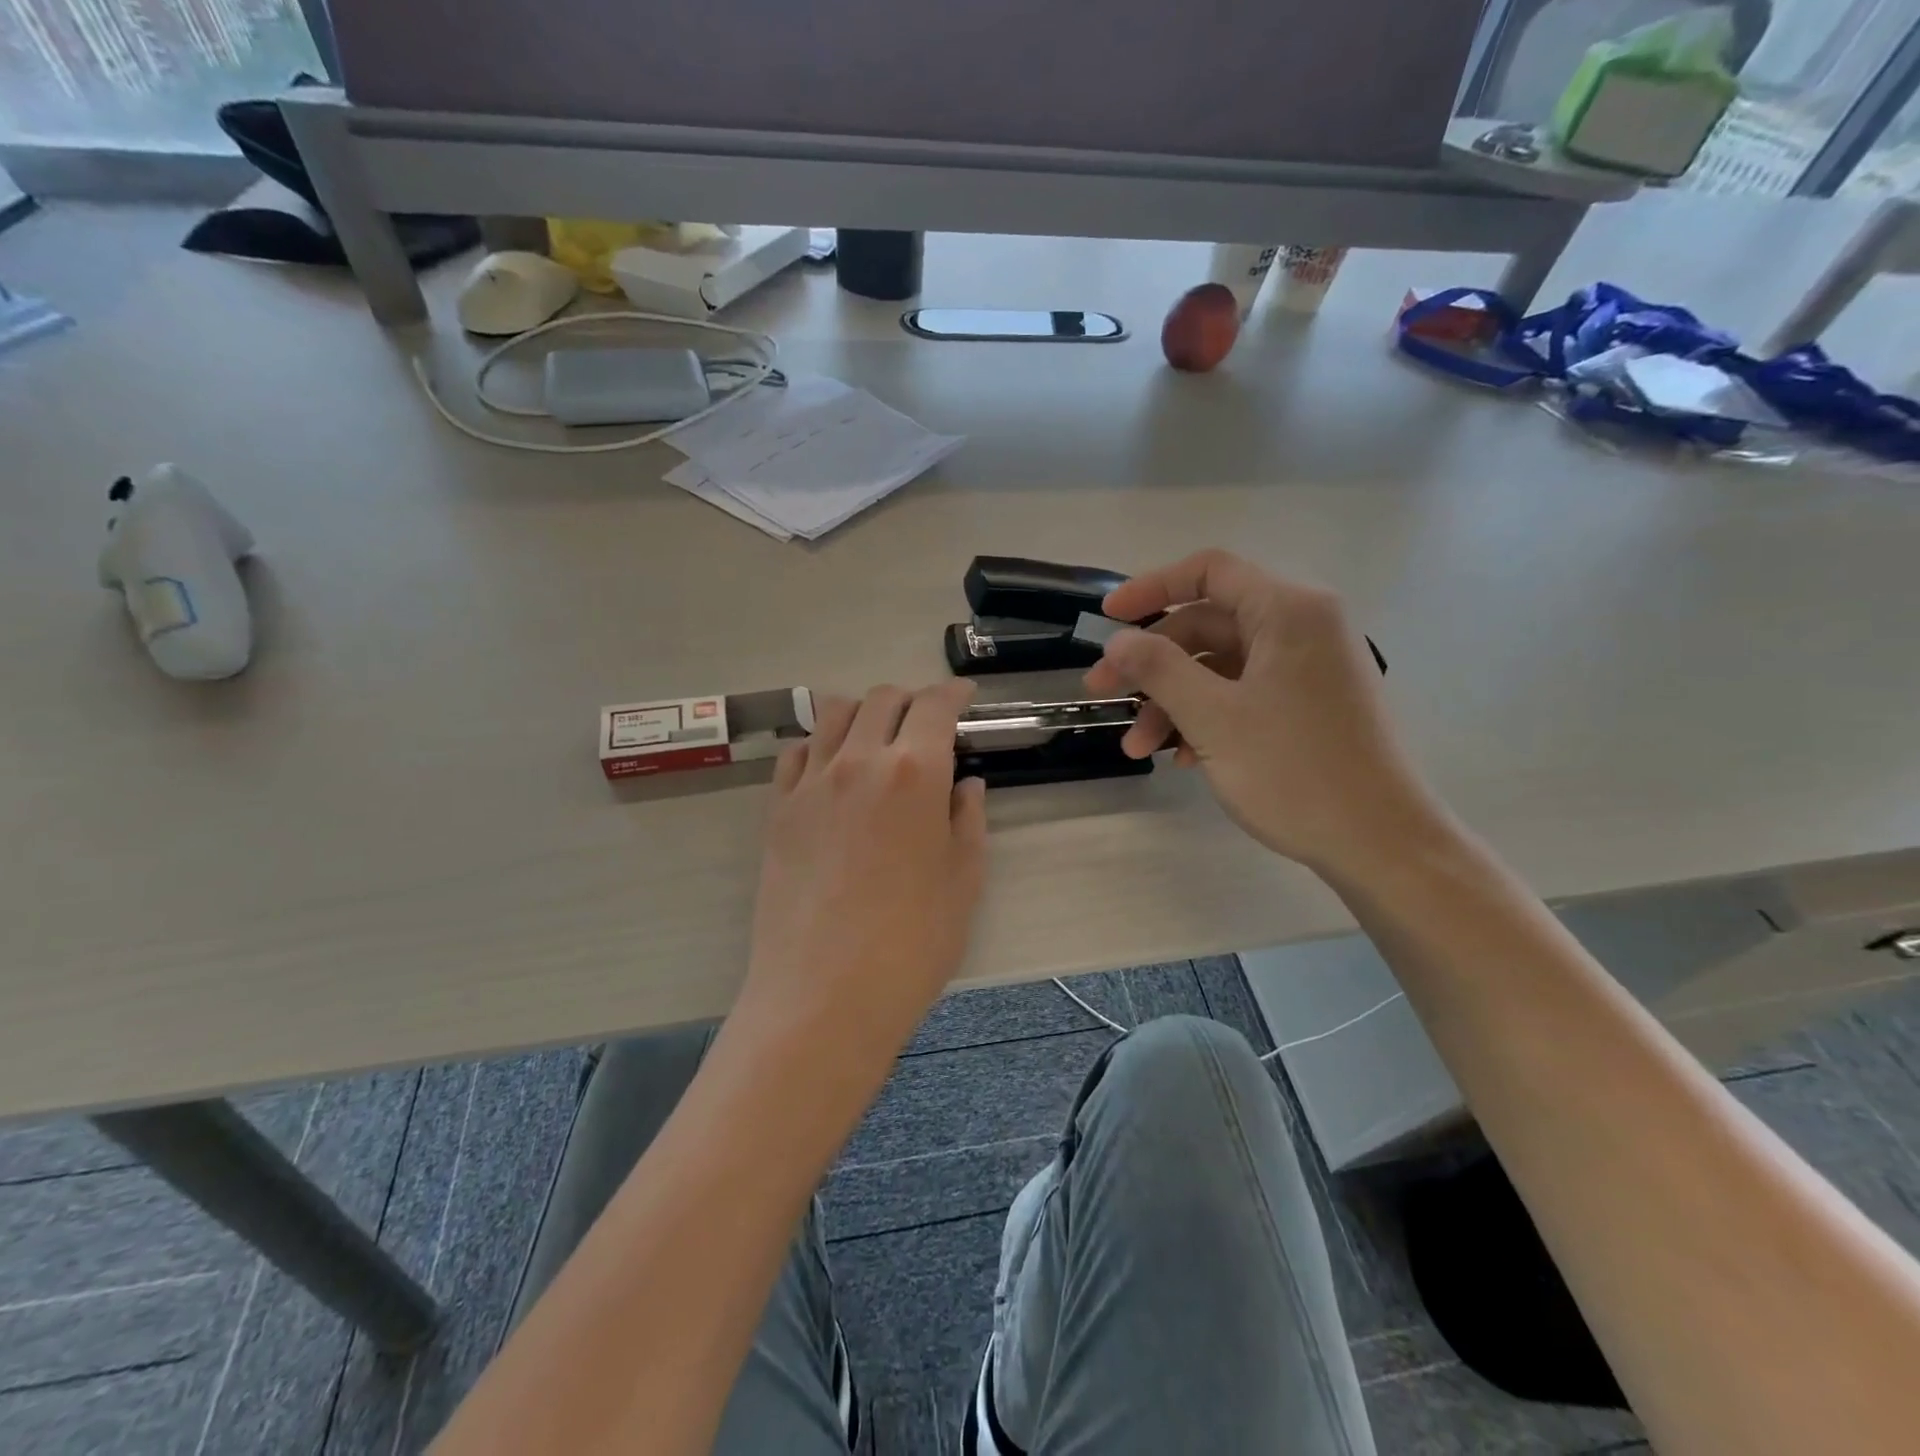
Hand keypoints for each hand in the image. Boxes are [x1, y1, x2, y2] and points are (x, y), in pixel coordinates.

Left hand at [742, 681, 988, 1051]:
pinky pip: (797, 753)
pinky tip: (833, 770)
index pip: (935, 706)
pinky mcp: (778, 810)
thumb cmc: (911, 944)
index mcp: (914, 773)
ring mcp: (811, 783)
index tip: (964, 697)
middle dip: (911, 700)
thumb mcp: (964, 881)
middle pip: (882, 699)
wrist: (824, 995)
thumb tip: (965, 785)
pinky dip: (821, 745)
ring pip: (834, 714)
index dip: (954, 693)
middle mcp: (859, 761)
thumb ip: (968, 821)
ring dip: (863, 713)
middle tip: (926, 724)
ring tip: (877, 739)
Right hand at [1084, 549, 1439, 876]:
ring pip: (1220, 667)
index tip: (1107, 619)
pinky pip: (1243, 694)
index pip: (1209, 571)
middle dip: (1151, 663)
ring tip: (1138, 748)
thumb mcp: (1213, 717)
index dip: (1150, 588)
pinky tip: (1180, 758)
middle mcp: (1302, 627)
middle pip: (1207, 625)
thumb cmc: (1294, 771)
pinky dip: (1205, 718)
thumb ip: (1159, 669)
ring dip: (1172, 701)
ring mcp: (1307, 668)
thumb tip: (1118, 641)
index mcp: (1288, 611)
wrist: (1380, 843)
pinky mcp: (1308, 705)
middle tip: (1104, 693)